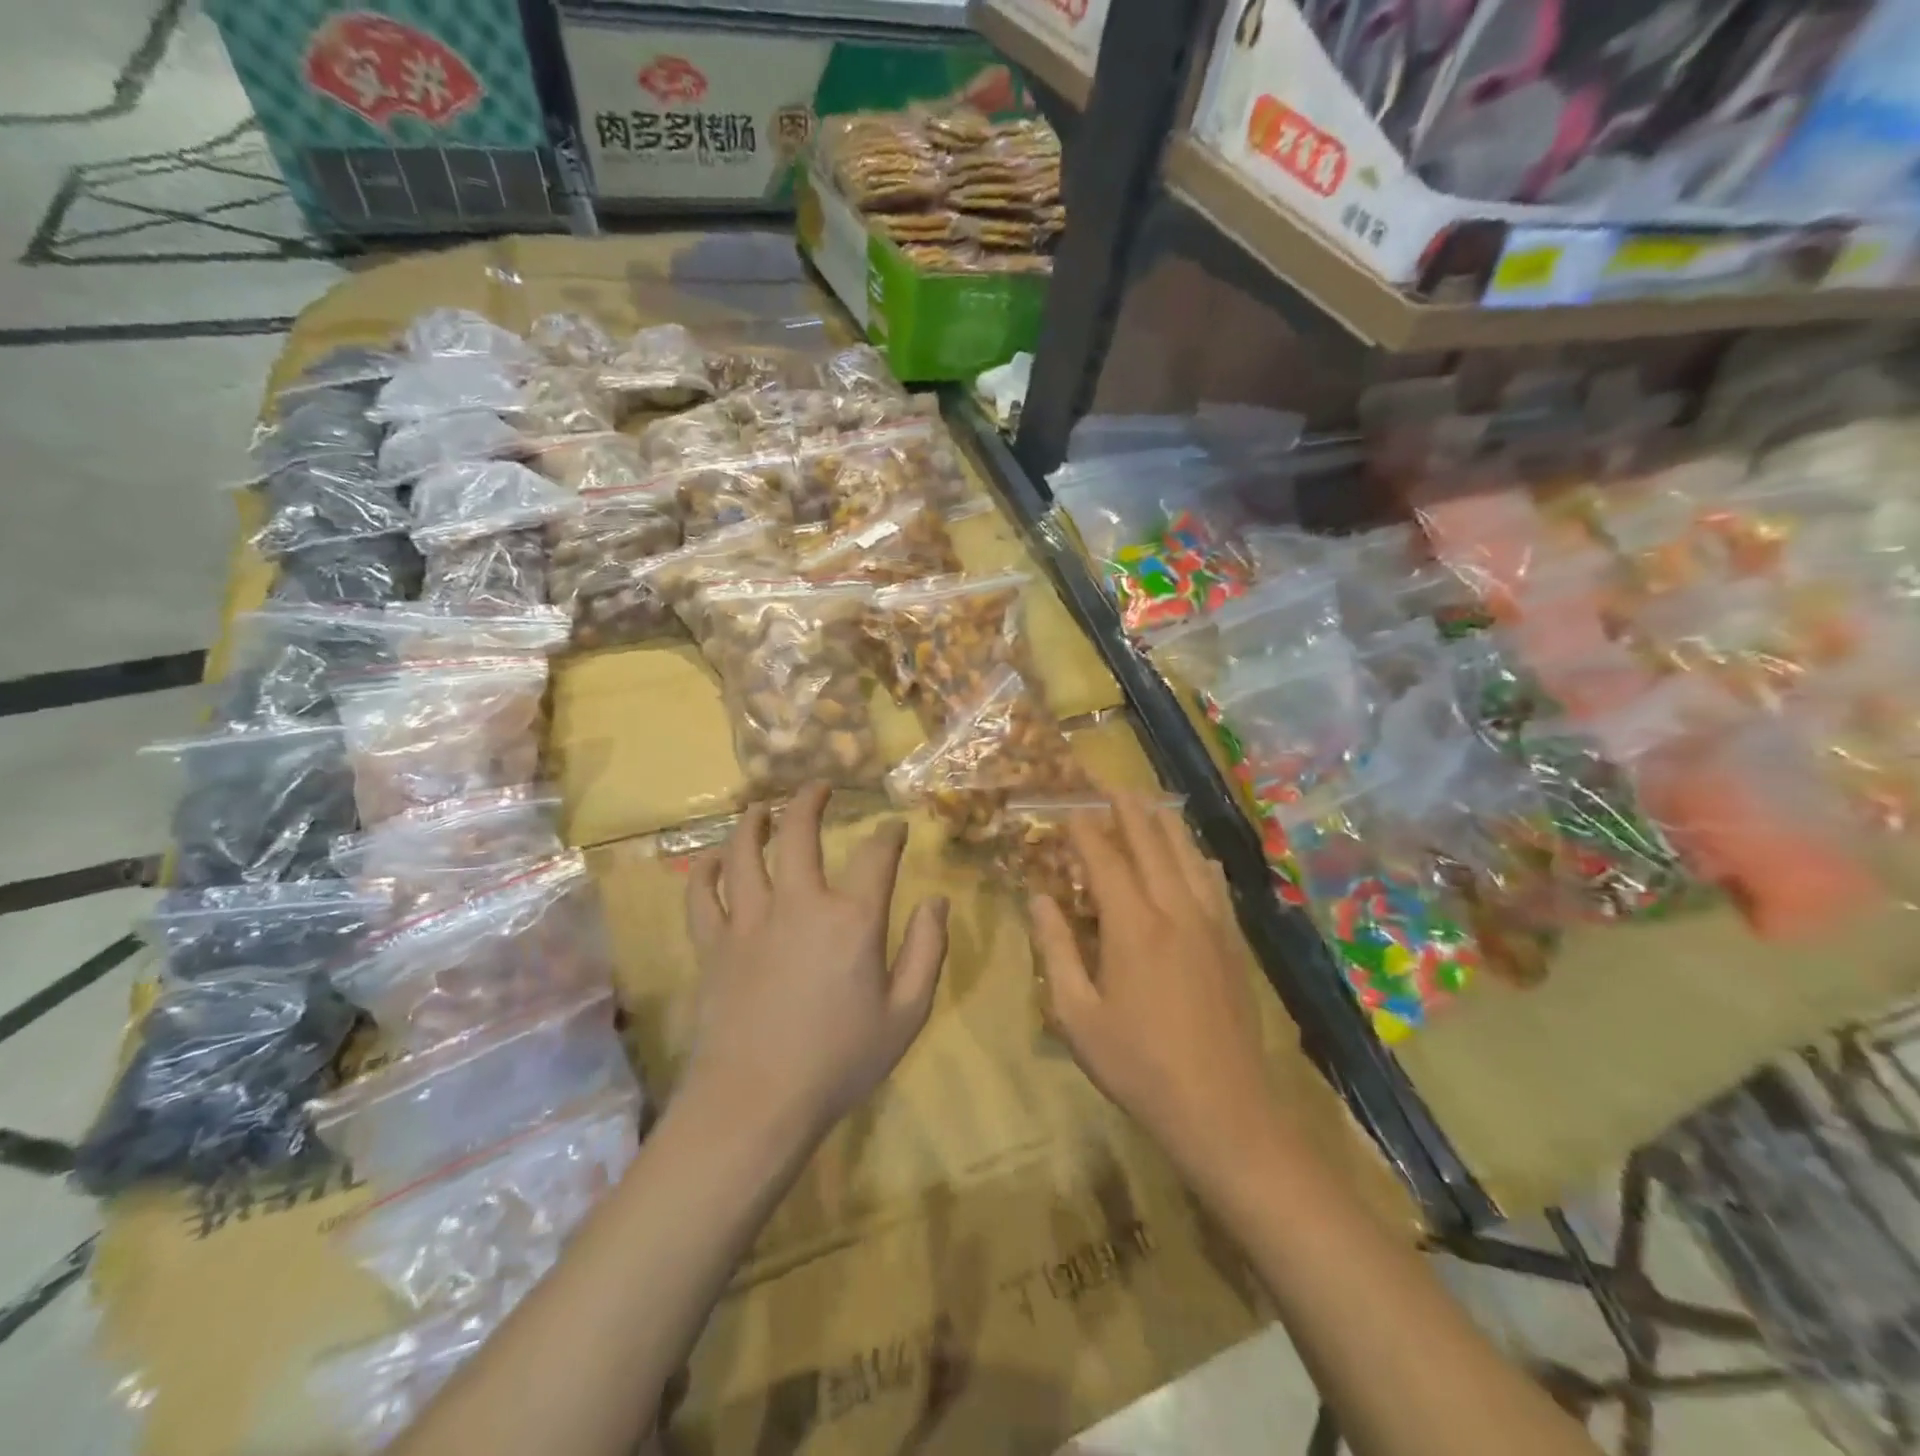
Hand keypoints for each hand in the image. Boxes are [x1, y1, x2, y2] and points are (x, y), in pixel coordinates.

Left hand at [681, 784, 948, 1146]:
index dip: (888, 835)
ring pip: (745, 852)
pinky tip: (713, 860)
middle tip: (818, 786)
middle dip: (811, 801)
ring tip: (761, 808)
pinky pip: (702, 896)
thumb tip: (937, 901)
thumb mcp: (907, 1014)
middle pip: (801, 834)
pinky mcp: (713, 945)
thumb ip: (928, 951)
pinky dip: (705, 872)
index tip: (894, 828)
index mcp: (852, 920)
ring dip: (754, 822)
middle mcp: (799, 904)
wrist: (757, 1104)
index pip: (876, 856)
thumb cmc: (840, 1062)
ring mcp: (749, 921)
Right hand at [1032, 795, 1278, 1178]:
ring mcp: (1211, 923)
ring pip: (1188, 854)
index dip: (1084, 827)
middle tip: (1108, 783)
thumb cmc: (1138, 1066)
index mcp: (1133, 925)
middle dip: (1127, 808)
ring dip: (1164, 823)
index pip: (1104, 857)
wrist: (1224, 1109)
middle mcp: (1176, 909)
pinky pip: (1214, 883)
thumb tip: (1038, 898)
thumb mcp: (1077, 1015)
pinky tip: (1195, 855)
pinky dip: (1197, 858)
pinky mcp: (1233, 942)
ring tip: (1147, 802)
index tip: (1067, 806)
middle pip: (1151, 841)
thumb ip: (1055, 950)